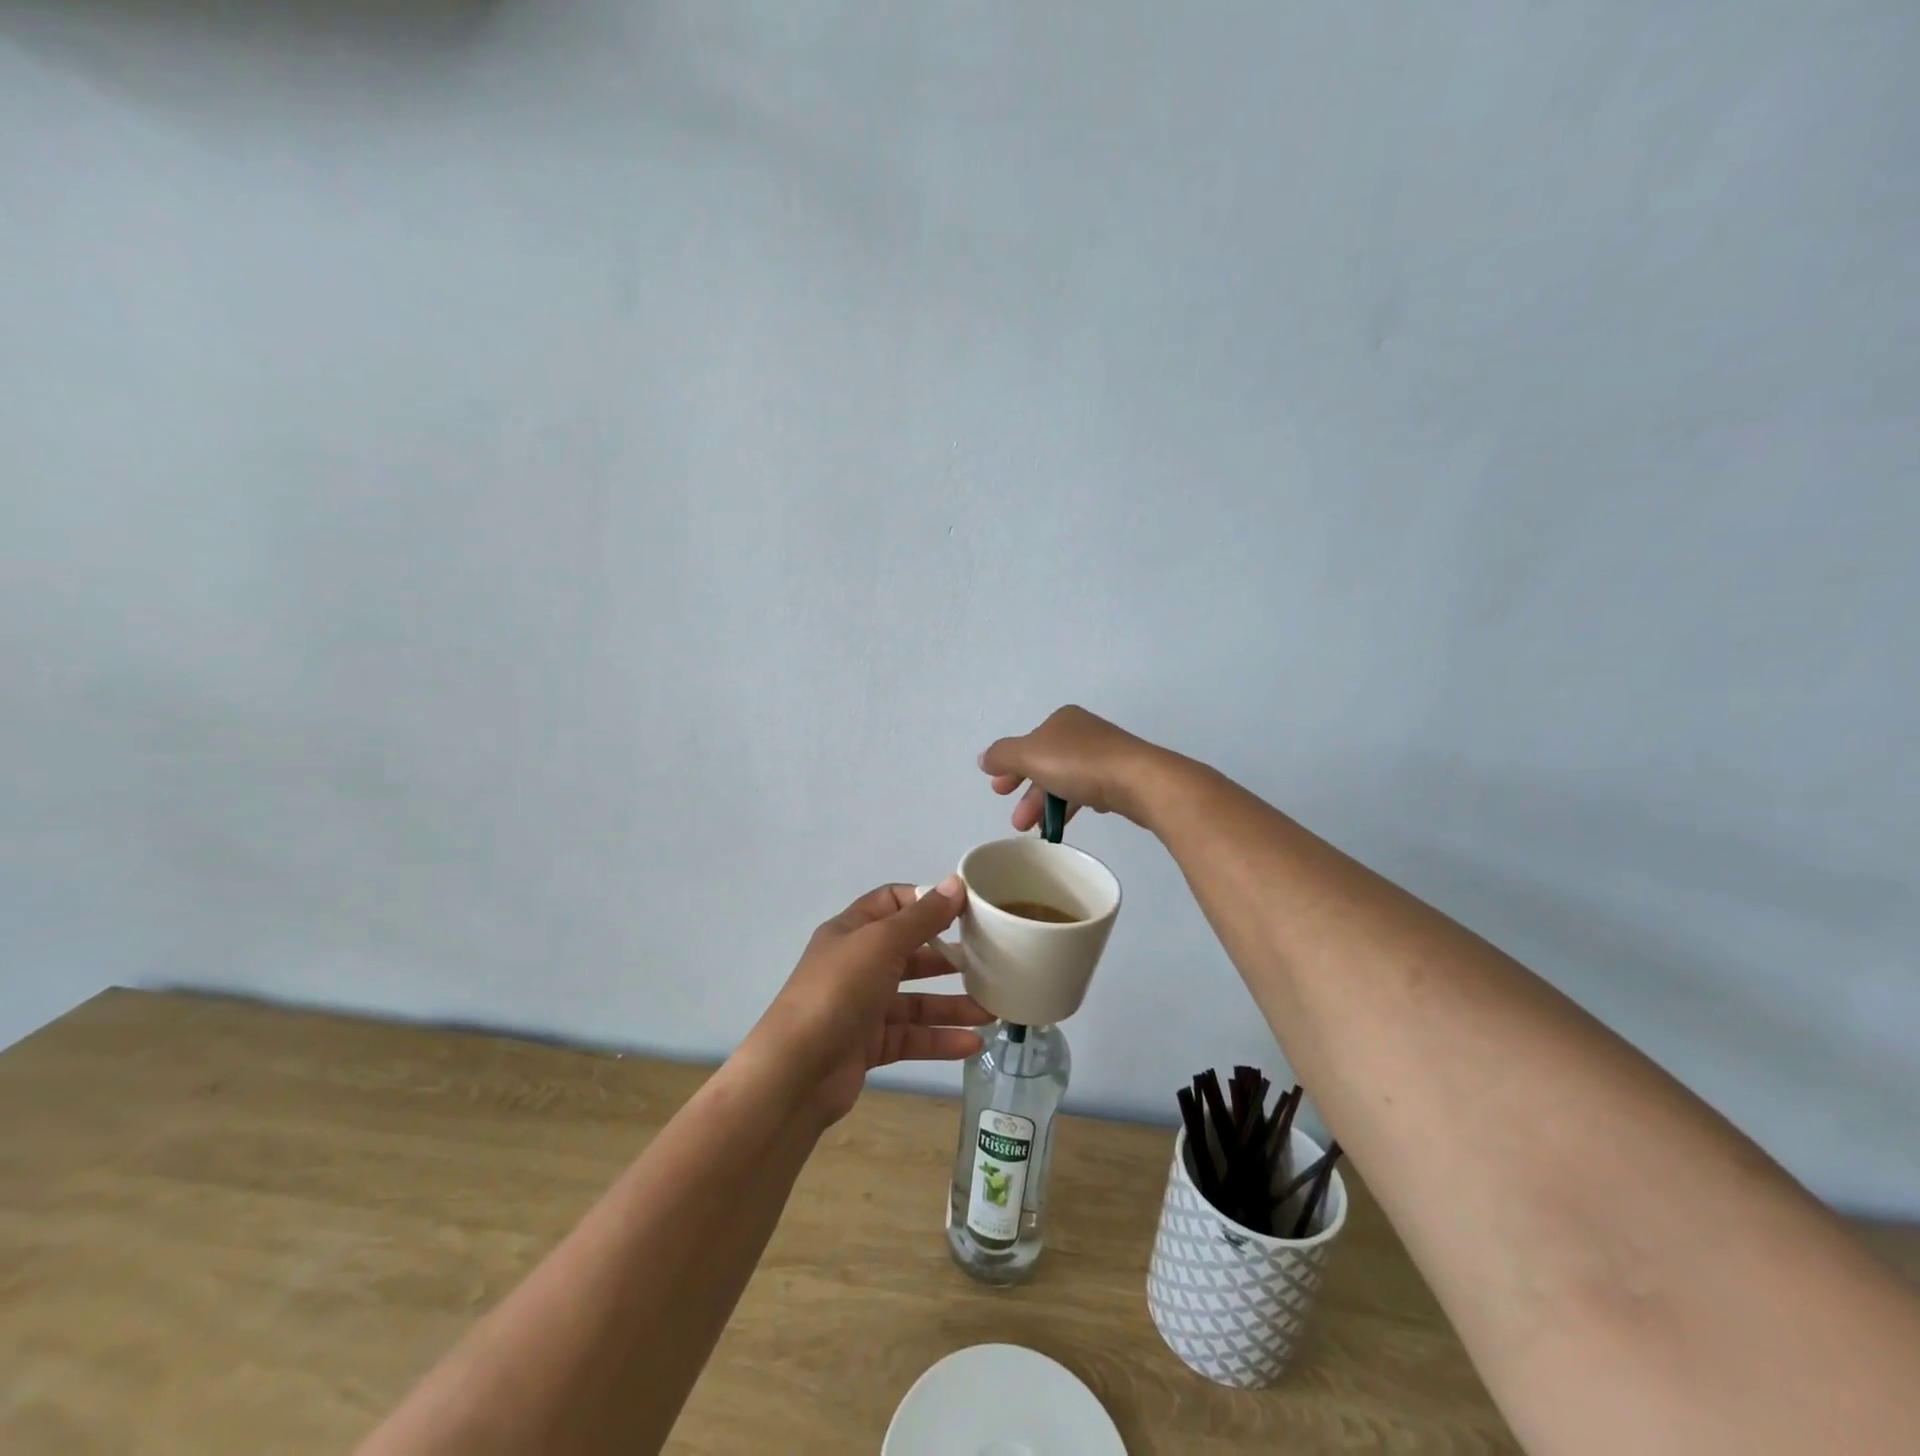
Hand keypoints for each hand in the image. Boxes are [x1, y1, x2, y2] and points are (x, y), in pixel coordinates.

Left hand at [746, 878, 992, 1127]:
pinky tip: (974, 1043)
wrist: (796, 1071)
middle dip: (947, 958)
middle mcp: (857, 965)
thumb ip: (923, 917)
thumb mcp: (882, 943)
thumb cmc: (839, 991)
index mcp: (852, 931)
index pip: (892, 902)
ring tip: (992, 1012)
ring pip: (915, 1000)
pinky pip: (912, 1037)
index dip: (926, 902)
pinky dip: (941, 1039)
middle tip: (989, 962)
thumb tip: (956, 883)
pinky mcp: (869, 1046)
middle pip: (909, 953)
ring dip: (952, 1005)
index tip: (966, 911)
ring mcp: (862, 1007)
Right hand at [979, 705, 1167, 831]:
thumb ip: (1003, 756)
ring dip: (1047, 805)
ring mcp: (1106, 754)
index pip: (1027, 744)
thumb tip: (985, 758)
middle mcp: (1083, 732)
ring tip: (1039, 831)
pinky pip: (1089, 790)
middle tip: (1017, 822)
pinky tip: (1069, 821)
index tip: (999, 792)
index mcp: (1062, 720)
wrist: (1139, 781)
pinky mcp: (1122, 777)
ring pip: (1066, 780)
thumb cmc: (1079, 763)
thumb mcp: (1030, 755)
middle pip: (1045, 764)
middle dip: (1027, 794)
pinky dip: (1074, 805)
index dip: (1010, 768)